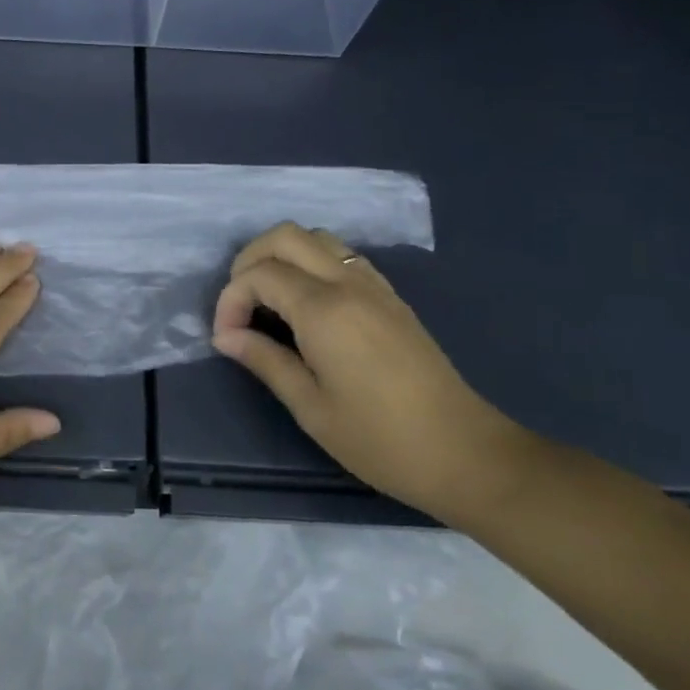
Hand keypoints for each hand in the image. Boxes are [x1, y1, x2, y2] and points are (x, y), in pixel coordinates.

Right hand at [210, 223, 536, 520]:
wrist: (464, 453)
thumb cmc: (378, 438)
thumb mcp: (310, 406)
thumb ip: (264, 360)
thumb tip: (225, 336)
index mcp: (324, 310)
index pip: (259, 274)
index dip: (230, 300)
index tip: (226, 338)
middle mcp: (348, 284)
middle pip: (286, 236)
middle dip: (250, 260)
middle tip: (240, 304)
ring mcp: (374, 286)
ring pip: (317, 238)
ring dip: (282, 256)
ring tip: (267, 300)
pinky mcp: (391, 297)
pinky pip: (342, 257)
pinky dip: (311, 264)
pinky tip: (306, 305)